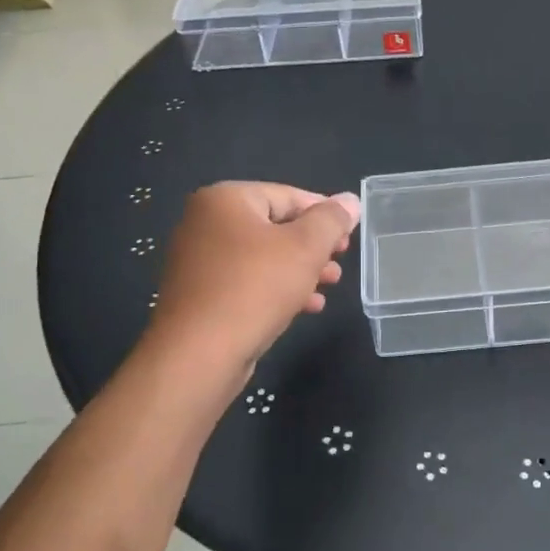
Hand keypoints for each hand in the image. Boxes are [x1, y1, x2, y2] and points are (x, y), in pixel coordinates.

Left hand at [147, 182, 360, 373]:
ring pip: (263, 257)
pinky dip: (277, 288)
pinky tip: (307, 307)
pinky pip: (247, 281)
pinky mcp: (200, 294)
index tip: (350, 234)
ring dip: (301, 269)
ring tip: (331, 285)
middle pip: (275, 226)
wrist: (198, 355)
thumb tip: (350, 200)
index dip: (325, 213)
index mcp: (225, 199)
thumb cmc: (255, 288)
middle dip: (314, 246)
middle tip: (341, 262)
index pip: (288, 195)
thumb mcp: (305, 247)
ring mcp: (198, 260)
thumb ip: (331, 220)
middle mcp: (205, 222)